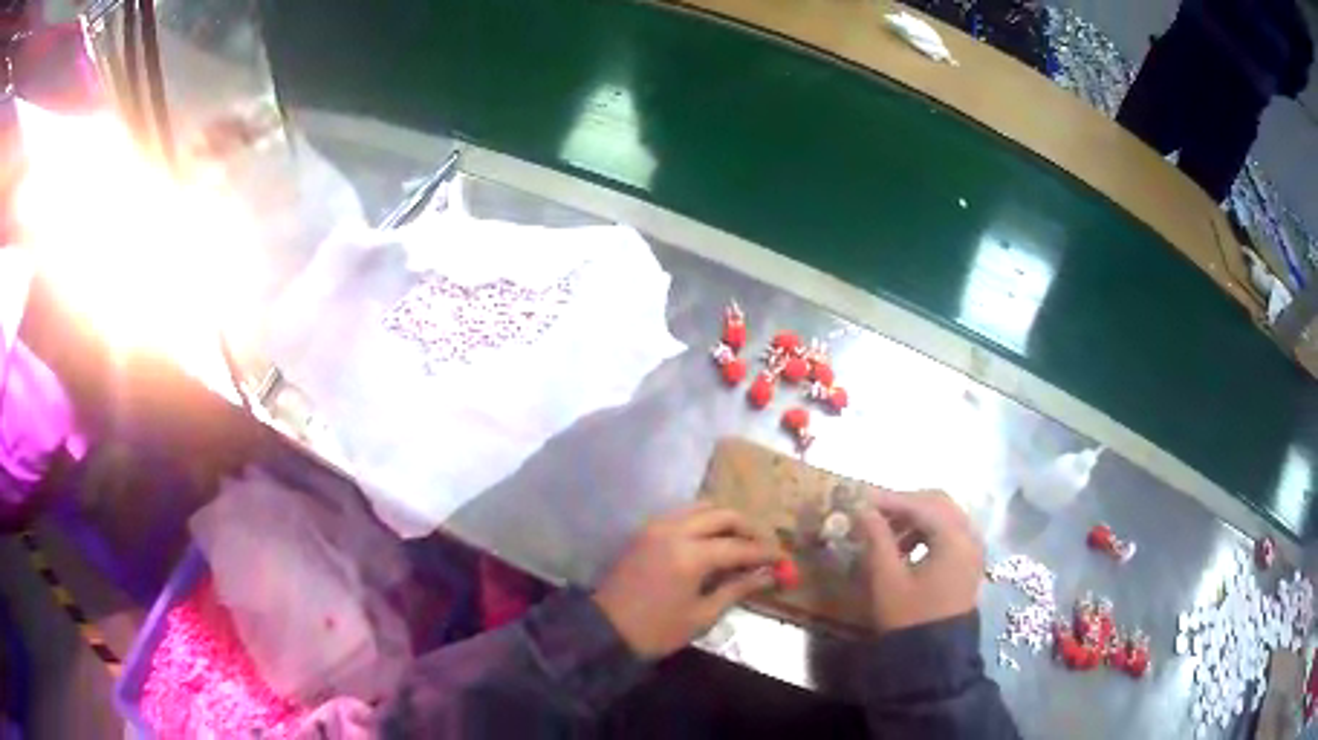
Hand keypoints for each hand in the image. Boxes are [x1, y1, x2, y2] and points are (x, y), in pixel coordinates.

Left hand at [593, 502, 777, 658]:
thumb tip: (769, 575)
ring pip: (702, 508)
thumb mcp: (702, 615)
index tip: (785, 558)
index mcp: (691, 555)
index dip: (766, 552)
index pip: (740, 546)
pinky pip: (683, 513)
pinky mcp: (646, 530)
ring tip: (740, 542)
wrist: (605, 630)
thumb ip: (737, 589)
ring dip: (726, 520)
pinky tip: (712, 540)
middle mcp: (675, 531)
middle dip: (749, 528)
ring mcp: (657, 527)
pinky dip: (703, 520)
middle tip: (764, 547)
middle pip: (723, 515)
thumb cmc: (657, 630)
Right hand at [857, 488, 982, 633]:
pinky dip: (928, 532)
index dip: (889, 499)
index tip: (860, 501)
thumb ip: (876, 539)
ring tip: (887, 536)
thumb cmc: (910, 617)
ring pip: (945, 517)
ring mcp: (973, 549)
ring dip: (916, 518)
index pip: (920, 504)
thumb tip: (862, 510)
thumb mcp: (887, 579)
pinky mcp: (969, 563)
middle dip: (905, 504)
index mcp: (954, 537)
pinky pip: (951, 533)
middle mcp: (970, 535)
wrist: (935, 657)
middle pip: (938, 503)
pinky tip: (906, 550)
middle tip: (875, 514)